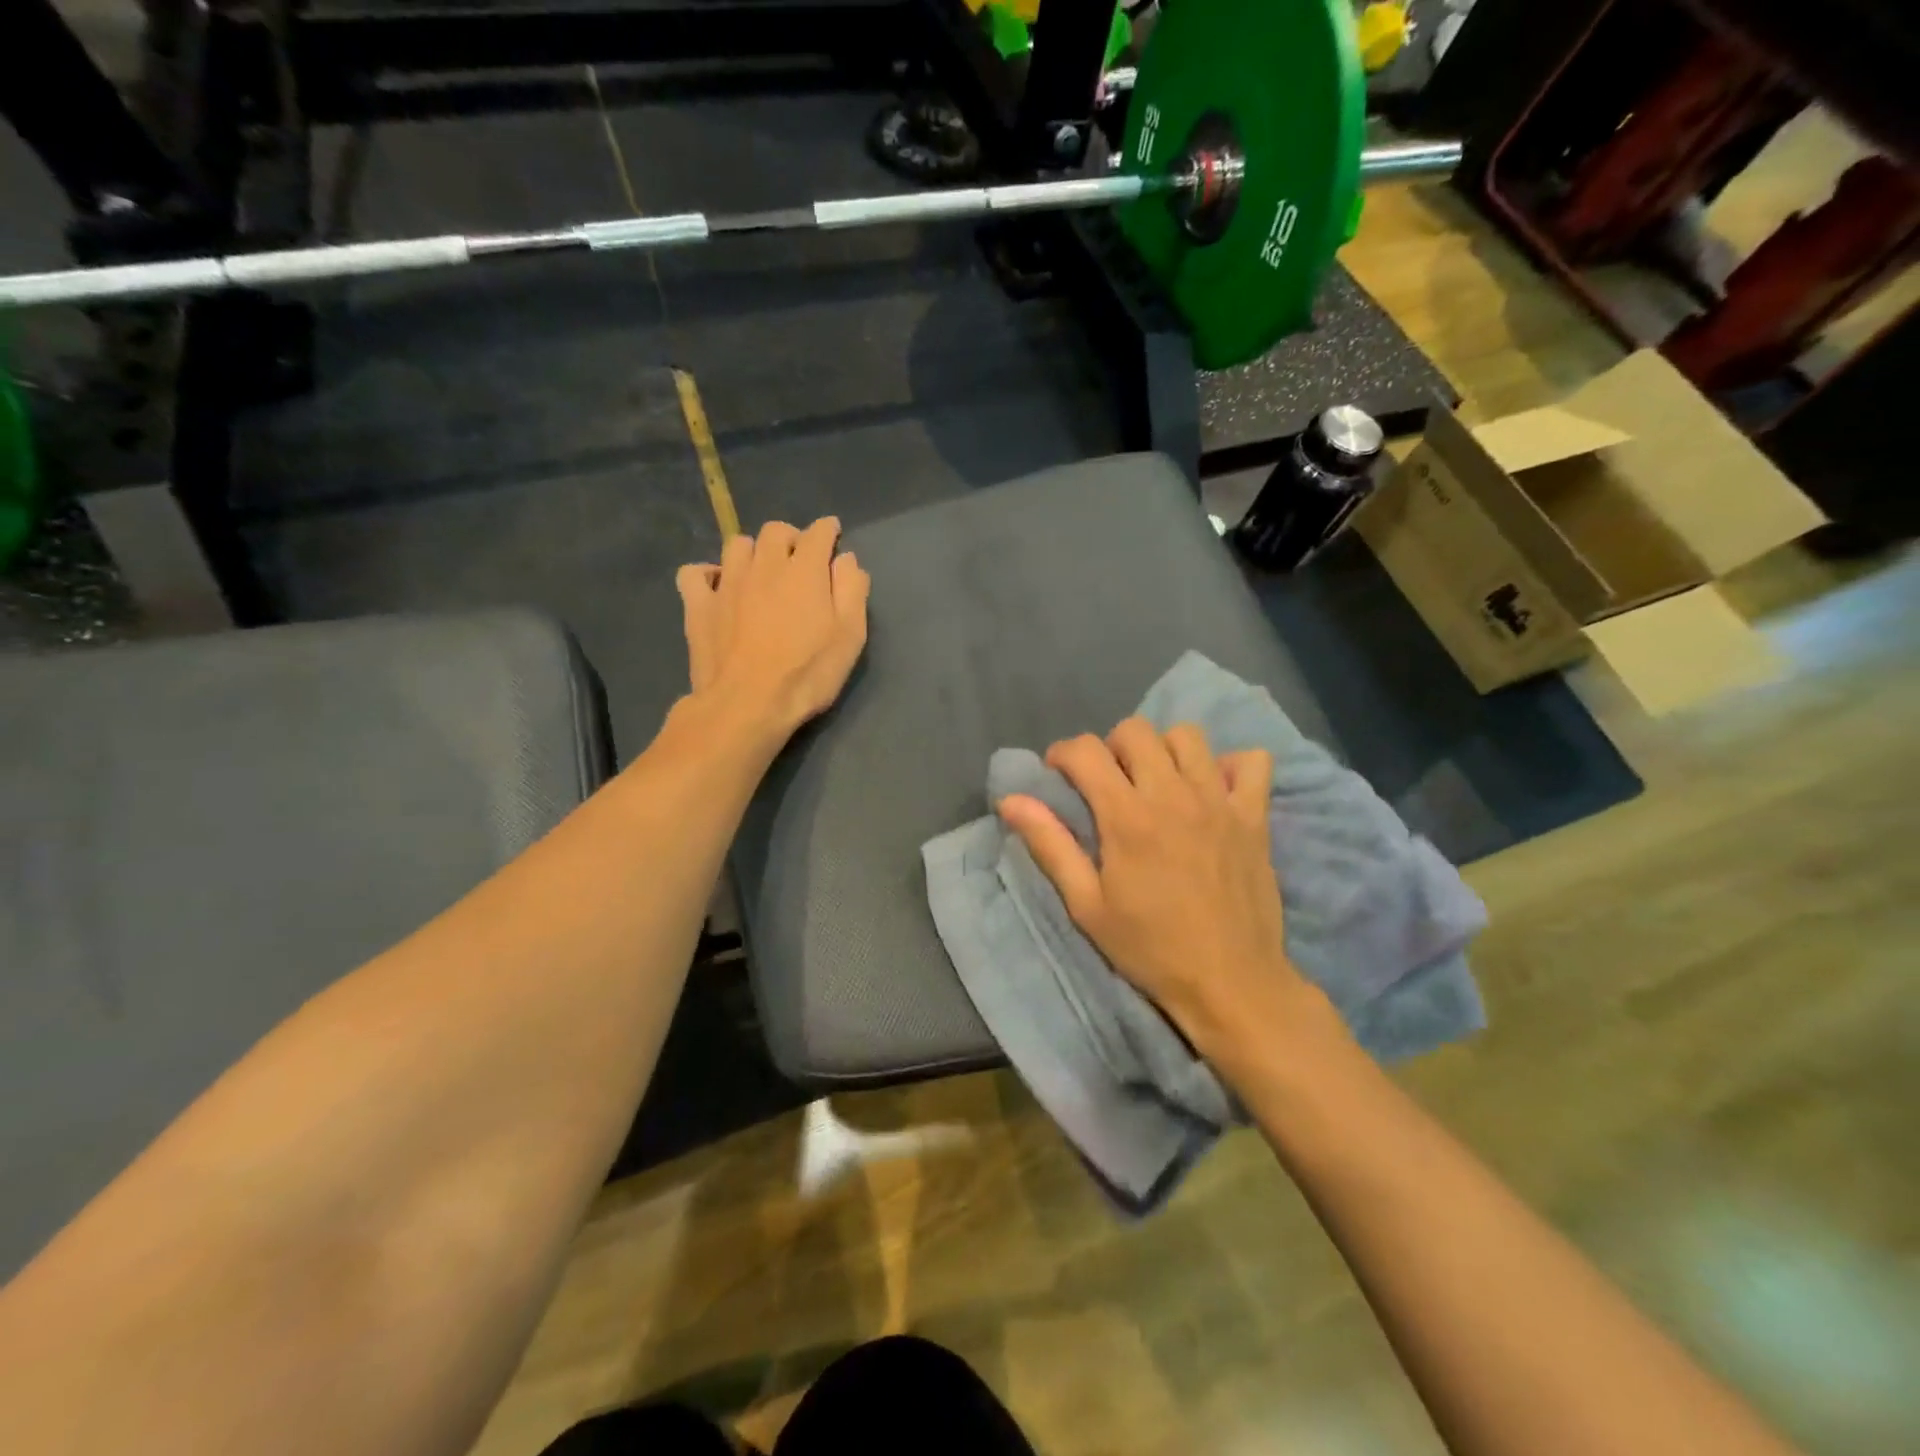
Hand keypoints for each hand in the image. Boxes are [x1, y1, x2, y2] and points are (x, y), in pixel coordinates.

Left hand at [676, 518, 870, 742]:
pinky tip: (717, 587)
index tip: (832, 535)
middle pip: (776, 531)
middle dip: (791, 537)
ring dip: (753, 551)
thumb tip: (846, 559)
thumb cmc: (807, 674)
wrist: (747, 704)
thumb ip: (851, 591)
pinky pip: (695, 573)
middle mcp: (764, 565)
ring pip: (738, 545)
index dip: (827, 530)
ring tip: (761, 571)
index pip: (818, 533)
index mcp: (804, 571)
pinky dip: (707, 574)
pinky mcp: (699, 605)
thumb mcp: (850, 637)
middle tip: (799, 559)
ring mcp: (727, 583)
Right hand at [998, 720, 1325, 1057]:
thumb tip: (1010, 800)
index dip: (1063, 754)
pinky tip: (1213, 790)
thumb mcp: (1087, 905)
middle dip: (1111, 747)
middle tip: (1108, 783)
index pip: (1086, 751)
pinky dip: (1230, 766)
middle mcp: (1173, 795)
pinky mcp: (1255, 816)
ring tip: (1157, 782)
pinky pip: (1252, 762)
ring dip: (1163, 750)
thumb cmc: (1150, 948)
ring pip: (1188, 736)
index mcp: (1127, 816)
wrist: (1231, 983)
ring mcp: (1220, 801)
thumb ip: (1050, 845)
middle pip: (1136, 730)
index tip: (1059, 776)